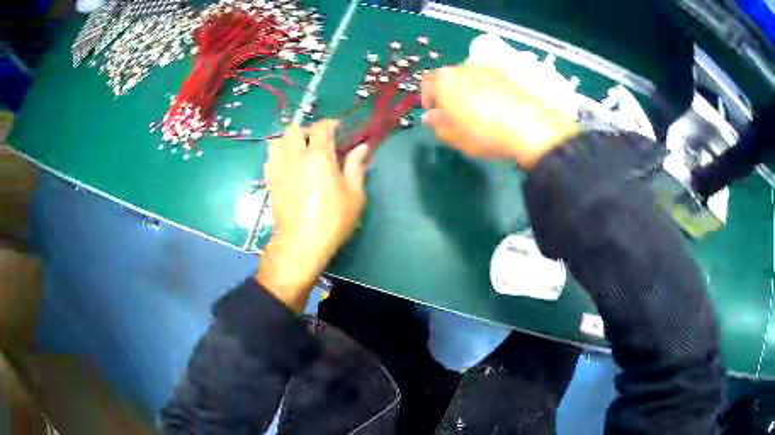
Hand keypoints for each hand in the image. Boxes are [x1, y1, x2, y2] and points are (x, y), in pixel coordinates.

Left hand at [256, 120, 369, 311]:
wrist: (301, 243)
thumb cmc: (333, 219)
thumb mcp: (354, 194)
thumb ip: (356, 166)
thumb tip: (362, 147)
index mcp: (319, 155)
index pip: (321, 127)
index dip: (331, 124)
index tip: (340, 130)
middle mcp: (295, 156)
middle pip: (294, 129)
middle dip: (307, 131)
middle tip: (319, 143)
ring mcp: (279, 168)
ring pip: (277, 141)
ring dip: (289, 141)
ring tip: (300, 153)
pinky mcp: (270, 181)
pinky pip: (270, 158)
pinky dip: (279, 155)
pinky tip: (289, 167)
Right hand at [421, 64, 579, 169]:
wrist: (527, 128)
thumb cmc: (483, 133)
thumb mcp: (453, 135)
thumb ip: (436, 124)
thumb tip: (429, 117)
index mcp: (445, 80)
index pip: (426, 82)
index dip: (426, 97)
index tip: (432, 111)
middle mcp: (464, 69)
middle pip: (448, 78)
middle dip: (445, 94)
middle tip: (450, 114)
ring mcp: (486, 71)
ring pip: (468, 79)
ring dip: (464, 92)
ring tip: (472, 113)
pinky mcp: (505, 77)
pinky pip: (486, 82)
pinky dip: (483, 92)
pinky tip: (490, 110)